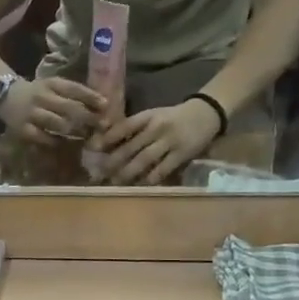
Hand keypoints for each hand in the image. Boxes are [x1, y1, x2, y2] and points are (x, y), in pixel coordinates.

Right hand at [0, 77, 107, 142]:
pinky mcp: (24, 129)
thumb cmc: (36, 93)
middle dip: (88, 117)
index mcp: (51, 84)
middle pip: (69, 108)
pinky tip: (66, 144)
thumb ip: (72, 94)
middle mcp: (42, 97)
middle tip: (102, 126)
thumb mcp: (53, 86)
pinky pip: (44, 138)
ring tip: (87, 136)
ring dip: (75, 131)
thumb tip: (100, 105)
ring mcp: (32, 114)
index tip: (106, 105)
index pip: (74, 89)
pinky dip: (57, 142)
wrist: (6, 96)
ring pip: (58, 123)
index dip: (91, 97)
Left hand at [91, 97, 220, 183]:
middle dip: (113, 162)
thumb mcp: (153, 115)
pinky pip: (162, 169)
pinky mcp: (181, 154)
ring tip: (114, 183)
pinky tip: (139, 186)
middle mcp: (156, 128)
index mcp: (147, 116)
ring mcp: (169, 141)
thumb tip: (106, 143)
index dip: (107, 138)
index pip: (123, 127)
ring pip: (144, 159)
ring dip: (127, 173)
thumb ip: (133, 128)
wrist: (206, 113)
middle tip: (98, 174)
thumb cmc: (173, 117)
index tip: (92, 149)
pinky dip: (149, 179)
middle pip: (130, 147)